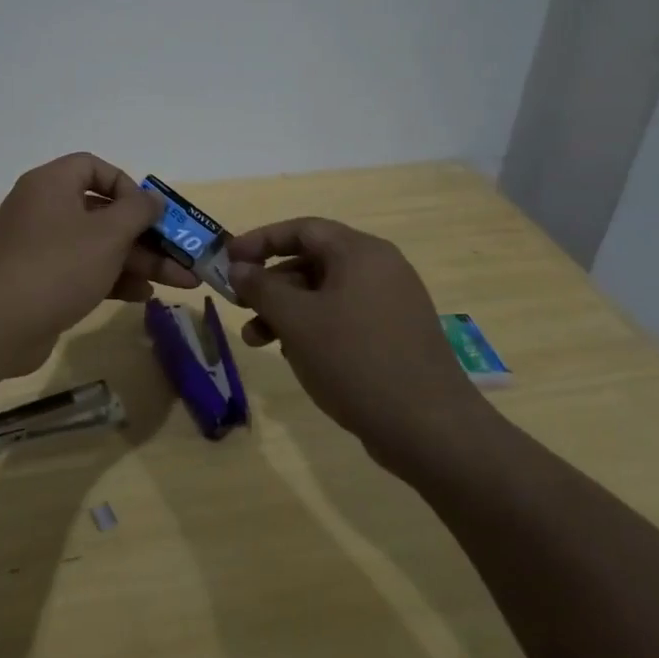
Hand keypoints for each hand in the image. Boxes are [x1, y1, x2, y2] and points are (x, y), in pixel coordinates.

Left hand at [0, 154, 198, 373]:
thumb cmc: (56, 266)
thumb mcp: (107, 235)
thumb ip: (137, 211)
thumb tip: (151, 198)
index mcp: (51, 184)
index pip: (93, 167)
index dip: (126, 185)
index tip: (149, 211)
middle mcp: (44, 209)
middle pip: (103, 212)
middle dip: (146, 235)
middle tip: (181, 255)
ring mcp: (40, 247)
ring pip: (98, 246)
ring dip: (138, 261)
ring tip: (179, 282)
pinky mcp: (41, 281)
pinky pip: (84, 270)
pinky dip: (113, 279)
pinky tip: (144, 296)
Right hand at [226, 217, 489, 467]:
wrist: (429, 428)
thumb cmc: (355, 360)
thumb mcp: (297, 321)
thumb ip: (262, 288)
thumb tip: (239, 268)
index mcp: (360, 252)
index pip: (302, 229)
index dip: (261, 240)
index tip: (229, 259)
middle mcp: (380, 268)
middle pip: (313, 261)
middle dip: (271, 284)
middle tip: (239, 305)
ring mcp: (391, 303)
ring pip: (325, 294)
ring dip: (287, 311)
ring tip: (256, 340)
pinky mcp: (396, 335)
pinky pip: (344, 317)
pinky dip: (314, 328)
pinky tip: (294, 355)